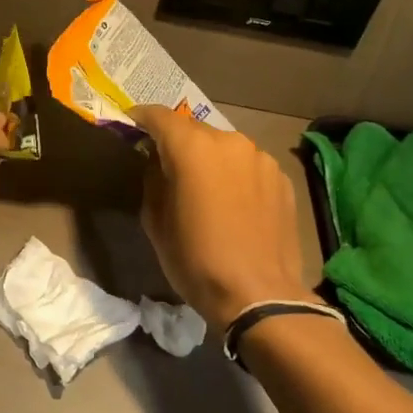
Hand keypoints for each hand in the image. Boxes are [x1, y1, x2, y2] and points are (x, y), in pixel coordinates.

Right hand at [130, 104, 317, 328]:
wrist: (259, 295)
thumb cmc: (195, 260)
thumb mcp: (155, 221)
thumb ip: (154, 179)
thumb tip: (158, 163)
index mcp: (192, 148)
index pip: (159, 116)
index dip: (141, 118)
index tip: (131, 126)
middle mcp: (229, 141)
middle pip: (194, 130)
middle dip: (177, 142)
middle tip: (166, 166)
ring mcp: (261, 158)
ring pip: (224, 147)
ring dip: (209, 159)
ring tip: (204, 189)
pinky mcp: (282, 178)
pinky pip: (248, 166)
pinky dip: (235, 175)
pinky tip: (234, 204)